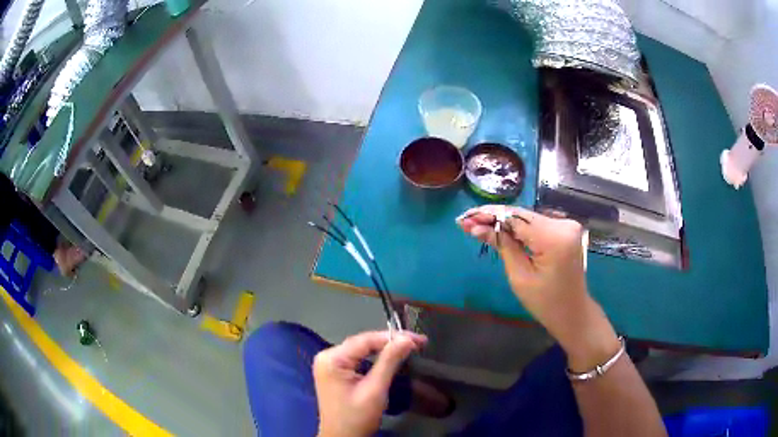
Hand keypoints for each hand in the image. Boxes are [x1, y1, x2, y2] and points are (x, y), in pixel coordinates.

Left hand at [314, 331, 426, 436]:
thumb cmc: (356, 417)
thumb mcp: (375, 390)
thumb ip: (389, 362)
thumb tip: (406, 339)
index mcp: (332, 359)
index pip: (365, 340)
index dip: (393, 337)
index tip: (418, 339)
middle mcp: (327, 356)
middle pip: (363, 343)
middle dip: (390, 342)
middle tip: (418, 342)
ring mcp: (329, 364)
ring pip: (362, 349)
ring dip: (385, 348)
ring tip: (409, 346)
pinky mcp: (335, 372)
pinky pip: (358, 358)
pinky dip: (376, 357)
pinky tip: (391, 356)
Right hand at [457, 205, 619, 370]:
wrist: (573, 312)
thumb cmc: (546, 303)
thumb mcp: (520, 277)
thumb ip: (502, 246)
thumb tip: (477, 227)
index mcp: (555, 238)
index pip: (516, 219)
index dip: (488, 216)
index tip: (464, 220)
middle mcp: (564, 224)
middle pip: (522, 215)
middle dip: (493, 217)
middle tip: (465, 222)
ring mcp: (566, 225)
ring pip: (527, 219)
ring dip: (503, 222)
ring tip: (476, 225)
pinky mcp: (564, 229)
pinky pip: (535, 225)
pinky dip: (517, 228)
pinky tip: (498, 229)